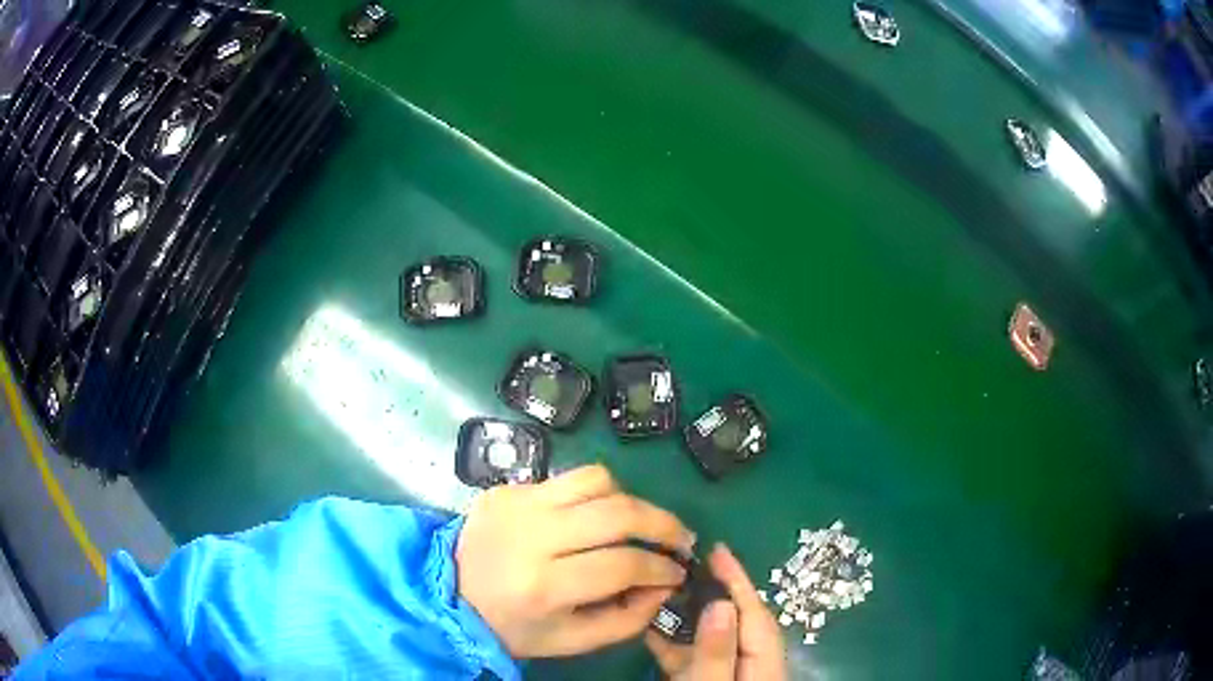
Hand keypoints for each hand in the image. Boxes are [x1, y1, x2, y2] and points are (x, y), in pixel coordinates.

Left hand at [456, 464, 695, 657]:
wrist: (450, 594)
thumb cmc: (515, 626)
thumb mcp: (573, 641)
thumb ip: (628, 619)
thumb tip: (665, 585)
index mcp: (543, 586)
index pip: (622, 564)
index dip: (661, 567)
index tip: (679, 572)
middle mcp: (532, 536)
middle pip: (617, 512)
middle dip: (663, 523)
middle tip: (682, 538)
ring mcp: (517, 504)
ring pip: (597, 480)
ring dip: (629, 500)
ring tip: (638, 524)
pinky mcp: (508, 487)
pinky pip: (567, 479)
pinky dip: (593, 496)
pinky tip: (593, 519)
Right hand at [645, 544, 786, 679]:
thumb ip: (718, 652)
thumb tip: (721, 602)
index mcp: (766, 663)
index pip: (754, 613)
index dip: (736, 579)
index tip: (717, 548)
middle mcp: (752, 665)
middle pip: (740, 621)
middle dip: (717, 590)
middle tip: (690, 562)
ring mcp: (731, 675)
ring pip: (715, 638)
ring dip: (692, 615)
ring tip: (665, 589)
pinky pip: (696, 658)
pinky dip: (676, 642)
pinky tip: (651, 628)